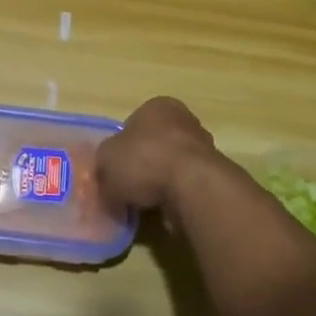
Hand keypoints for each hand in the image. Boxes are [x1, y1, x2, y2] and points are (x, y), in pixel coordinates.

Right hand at [96, 96, 226, 215]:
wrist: (193, 187)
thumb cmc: (145, 160)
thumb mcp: (105, 160)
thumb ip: (103, 165)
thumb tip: (107, 178)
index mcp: (157, 106)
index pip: (132, 123)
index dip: (120, 147)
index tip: (114, 168)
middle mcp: (183, 120)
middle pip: (154, 144)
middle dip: (141, 164)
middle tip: (127, 186)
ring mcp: (202, 148)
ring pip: (170, 165)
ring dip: (159, 182)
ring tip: (143, 202)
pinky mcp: (213, 175)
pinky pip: (185, 185)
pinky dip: (174, 196)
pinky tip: (163, 209)